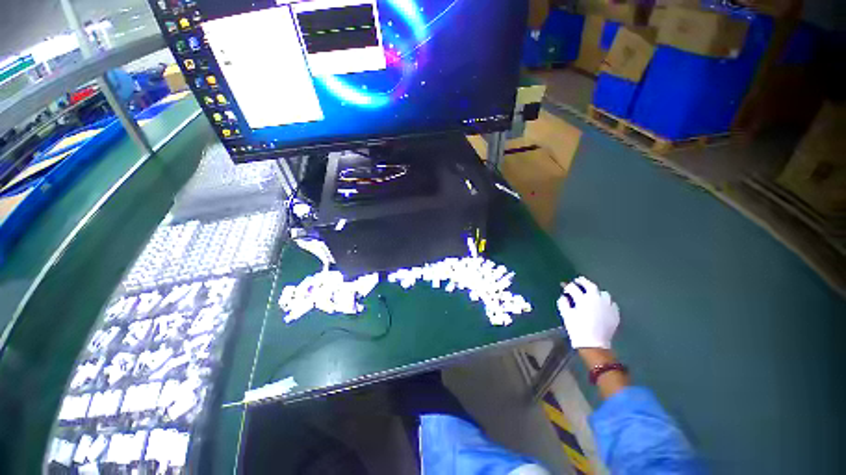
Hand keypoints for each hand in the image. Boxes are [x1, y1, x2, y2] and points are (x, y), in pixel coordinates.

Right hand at [557, 277, 619, 348]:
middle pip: (591, 286)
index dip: (568, 287)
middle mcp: (597, 299)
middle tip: (578, 281)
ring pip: (603, 293)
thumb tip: (564, 296)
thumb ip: (563, 302)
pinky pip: (611, 303)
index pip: (574, 288)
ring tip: (591, 294)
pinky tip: (601, 305)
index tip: (565, 287)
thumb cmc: (577, 329)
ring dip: (596, 291)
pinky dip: (605, 301)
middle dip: (583, 282)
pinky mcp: (615, 313)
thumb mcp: (566, 315)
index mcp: (583, 299)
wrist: (593, 344)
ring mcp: (608, 306)